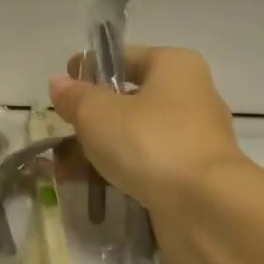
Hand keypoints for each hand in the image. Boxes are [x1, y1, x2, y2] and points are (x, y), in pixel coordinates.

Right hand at [49, 46, 246, 223]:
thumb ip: (75, 97)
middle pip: (131, 99)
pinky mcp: (190, 176)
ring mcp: (193, 139)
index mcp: (175, 66)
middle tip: (62, 130)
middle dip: (92, 116)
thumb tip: (59, 83)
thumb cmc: (149, 142)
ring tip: (63, 166)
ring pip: (136, 136)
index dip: (91, 69)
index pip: (126, 57)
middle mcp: (191, 96)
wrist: (204, 206)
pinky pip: (145, 166)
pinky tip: (89, 185)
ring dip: (100, 149)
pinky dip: (119, 172)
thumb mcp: (97, 113)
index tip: (63, 87)